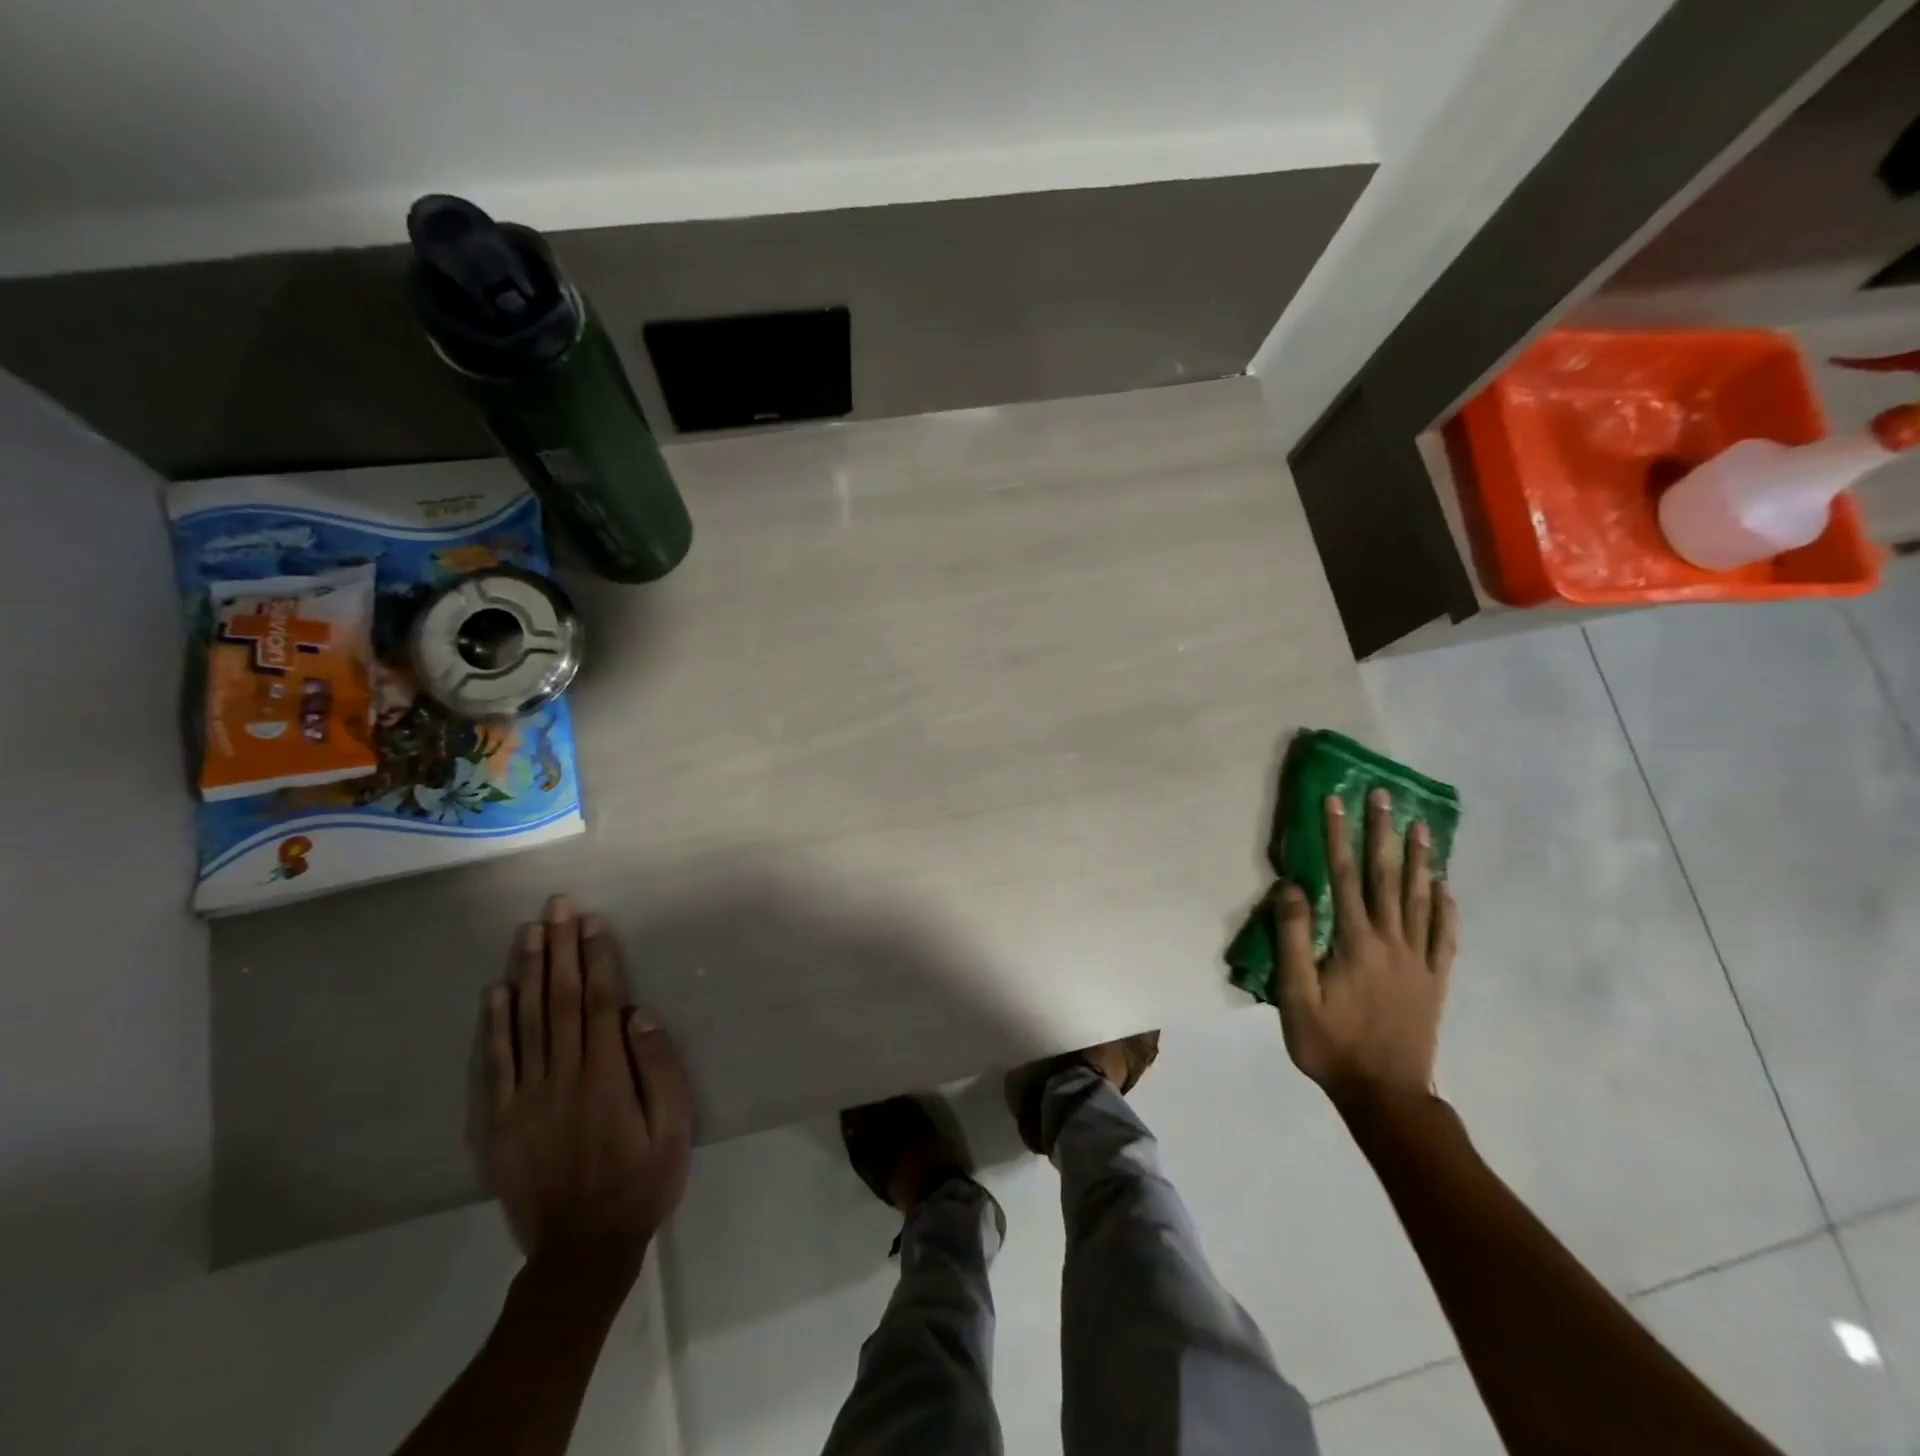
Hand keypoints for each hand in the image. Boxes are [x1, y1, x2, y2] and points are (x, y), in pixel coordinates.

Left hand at [476, 895, 691, 1277]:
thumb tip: (638, 1014)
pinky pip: (495, 1065)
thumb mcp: (674, 1127)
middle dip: (559, 949)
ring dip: (527, 972)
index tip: (591, 921)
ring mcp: (525, 1099)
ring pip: (525, 1022)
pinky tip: (496, 992)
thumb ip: (658, 1068)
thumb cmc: (641, 1181)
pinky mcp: (499, 1123)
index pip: (599, 1001)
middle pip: (559, 1000)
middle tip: (556, 907)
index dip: (595, 958)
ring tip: (528, 932)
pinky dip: (494, 1025)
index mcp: (606, 1075)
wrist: (581, 1251)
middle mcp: (563, 1076)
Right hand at [1275, 789, 1458, 1107]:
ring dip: (1418, 859)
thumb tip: (1291, 887)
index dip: (1337, 836)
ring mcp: (1418, 959)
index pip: (1344, 876)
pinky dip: (1445, 907)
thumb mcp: (1295, 995)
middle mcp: (1391, 941)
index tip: (1334, 800)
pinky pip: (1445, 935)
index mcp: (1354, 942)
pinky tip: (1444, 886)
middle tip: (1384, 796)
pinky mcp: (1435, 980)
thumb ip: (1293, 938)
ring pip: (1419, 898)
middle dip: (1381, 833)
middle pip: (1386, 877)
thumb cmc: (1330, 1045)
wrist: (1385, 1094)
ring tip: (1420, 826)